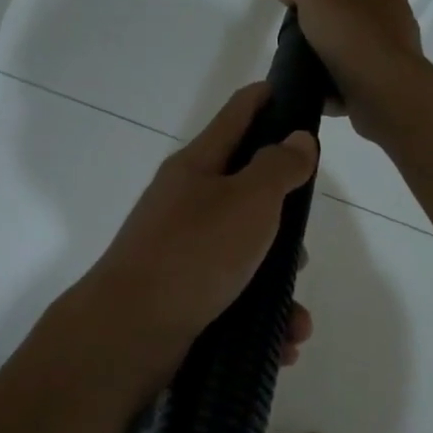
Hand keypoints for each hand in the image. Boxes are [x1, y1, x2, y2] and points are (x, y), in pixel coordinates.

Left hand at [86, 82, 318, 360]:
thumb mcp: (248, 201)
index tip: (291, 90)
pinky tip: (283, 342)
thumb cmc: (194, 253)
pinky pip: (236, 297)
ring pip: (246, 255)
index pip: (236, 115)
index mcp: (197, 167)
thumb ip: (278, 167)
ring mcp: (183, 252)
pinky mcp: (185, 295)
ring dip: (278, 283)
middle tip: (303, 245)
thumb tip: (298, 139)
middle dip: (284, 219)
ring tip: (296, 316)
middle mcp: (187, 204)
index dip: (265, 99)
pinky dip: (261, 317)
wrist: (129, 331)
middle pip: (246, 193)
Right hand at [277, 0, 431, 146]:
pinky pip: (352, 81)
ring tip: (303, 59)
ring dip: (333, 51)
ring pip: (354, 45)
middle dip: (333, 10)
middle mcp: (391, 15)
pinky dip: (335, 86)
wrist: (384, 93)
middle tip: (302, 20)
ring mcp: (389, 52)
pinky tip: (315, 91)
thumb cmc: (352, 36)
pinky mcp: (383, 85)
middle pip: (356, 6)